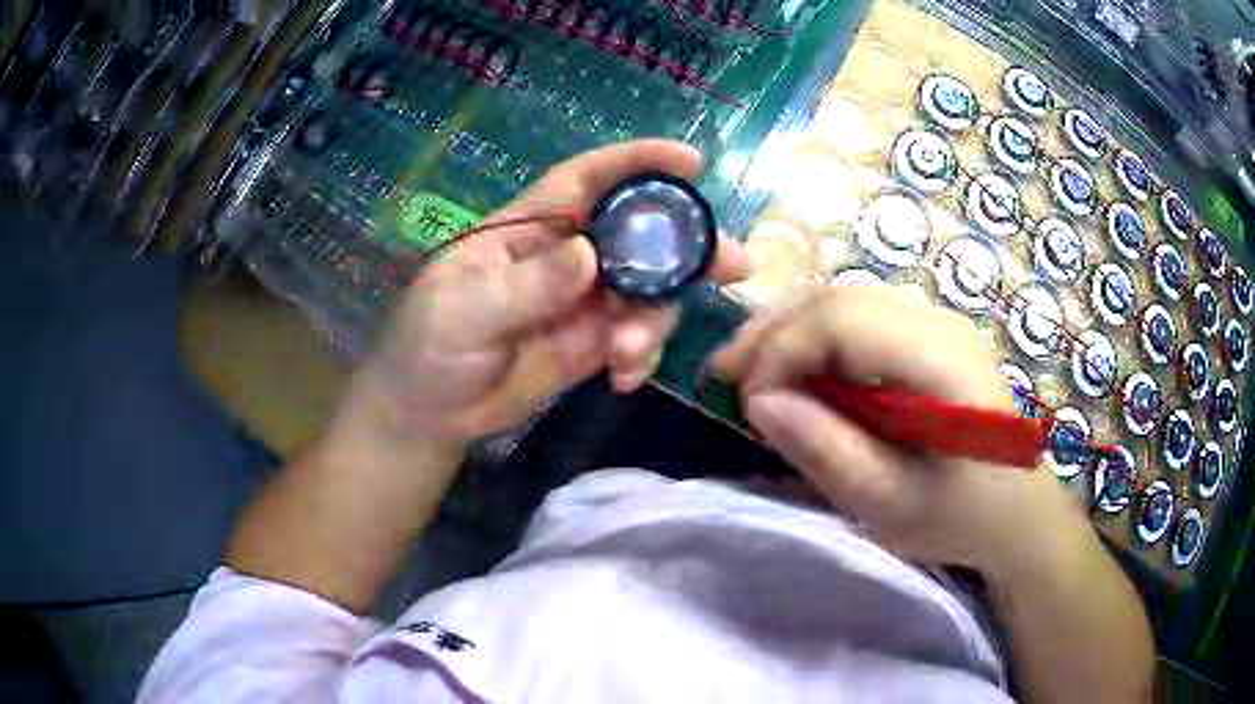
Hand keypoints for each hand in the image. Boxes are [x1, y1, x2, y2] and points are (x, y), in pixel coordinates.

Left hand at [339, 140, 750, 454]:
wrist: (429, 413)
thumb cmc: (427, 348)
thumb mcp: (463, 314)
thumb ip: (525, 288)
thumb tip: (590, 256)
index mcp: (527, 229)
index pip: (586, 180)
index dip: (637, 164)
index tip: (690, 163)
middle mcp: (564, 256)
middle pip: (637, 235)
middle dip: (685, 246)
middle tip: (734, 264)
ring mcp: (582, 302)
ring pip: (646, 292)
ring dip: (655, 320)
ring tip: (627, 355)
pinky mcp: (591, 344)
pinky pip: (636, 338)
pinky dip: (643, 355)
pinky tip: (623, 380)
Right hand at [711, 287, 1087, 575]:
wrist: (1018, 515)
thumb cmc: (961, 517)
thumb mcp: (888, 502)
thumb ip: (824, 448)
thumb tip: (759, 400)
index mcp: (941, 360)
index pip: (842, 320)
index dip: (782, 352)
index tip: (748, 403)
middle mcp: (939, 322)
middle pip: (839, 298)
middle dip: (774, 332)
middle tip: (724, 372)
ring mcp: (937, 324)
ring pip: (845, 301)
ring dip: (791, 331)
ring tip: (750, 370)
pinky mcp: (930, 339)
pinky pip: (861, 322)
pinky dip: (818, 342)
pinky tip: (798, 373)